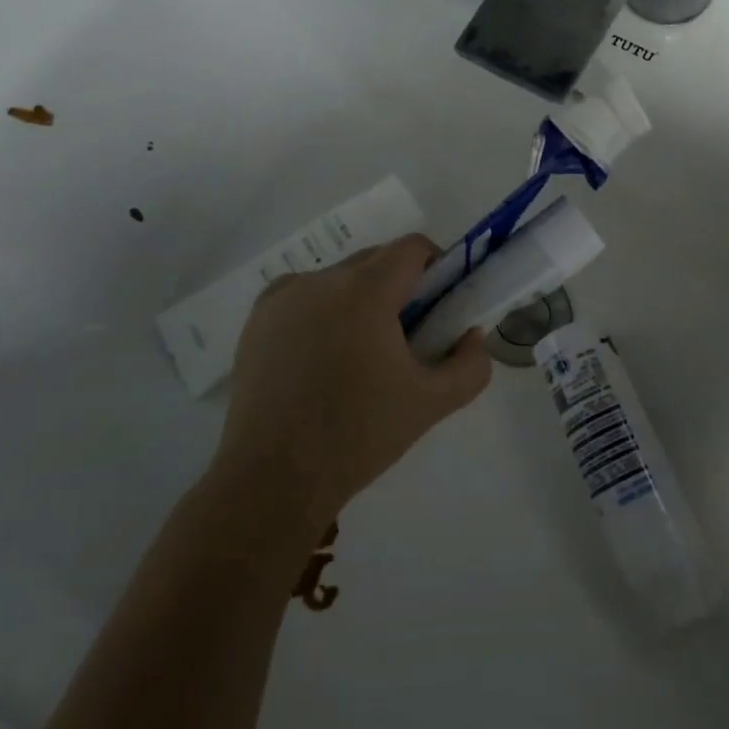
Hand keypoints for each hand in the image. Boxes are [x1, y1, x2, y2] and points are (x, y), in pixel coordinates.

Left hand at [206, 235, 491, 537]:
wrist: (272, 480)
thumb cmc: (358, 435)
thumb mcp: (432, 403)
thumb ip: (471, 365)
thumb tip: (469, 336)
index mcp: (365, 291)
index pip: (412, 248)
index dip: (437, 268)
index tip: (440, 308)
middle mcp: (321, 280)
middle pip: (376, 261)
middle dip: (400, 287)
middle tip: (407, 338)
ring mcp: (283, 298)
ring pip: (340, 279)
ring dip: (360, 299)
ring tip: (359, 356)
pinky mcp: (256, 321)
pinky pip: (304, 297)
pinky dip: (322, 312)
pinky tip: (321, 359)